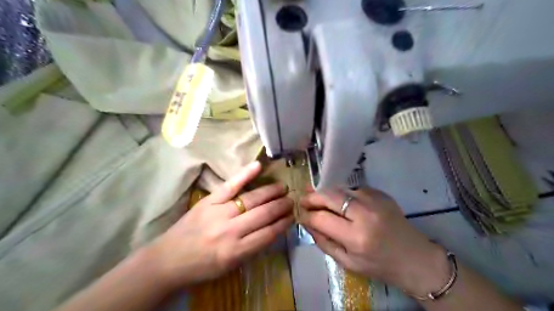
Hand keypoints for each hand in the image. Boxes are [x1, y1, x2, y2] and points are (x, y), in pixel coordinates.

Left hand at [147, 162, 293, 289]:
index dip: (283, 223)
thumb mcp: (230, 265)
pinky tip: (258, 166)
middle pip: (263, 214)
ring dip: (270, 192)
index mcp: (236, 252)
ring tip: (282, 187)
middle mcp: (230, 231)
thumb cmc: (201, 266)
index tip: (293, 216)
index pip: (268, 234)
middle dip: (281, 206)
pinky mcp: (209, 201)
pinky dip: (245, 175)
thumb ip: (252, 248)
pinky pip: (230, 185)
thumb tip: (273, 229)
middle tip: (292, 200)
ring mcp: (219, 213)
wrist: (167, 260)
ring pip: (252, 199)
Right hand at [301, 187, 451, 296]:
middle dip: (313, 197)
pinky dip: (344, 196)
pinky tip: (344, 205)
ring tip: (320, 201)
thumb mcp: (347, 262)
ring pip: (341, 189)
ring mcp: (375, 200)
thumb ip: (324, 242)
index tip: (300, 214)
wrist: (415, 258)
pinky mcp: (381, 193)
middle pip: (330, 196)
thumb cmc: (379, 265)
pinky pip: (354, 189)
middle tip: (304, 200)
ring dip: (327, 195)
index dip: (307, 215)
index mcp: (357, 237)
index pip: (322, 218)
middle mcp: (365, 214)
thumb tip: (307, 223)